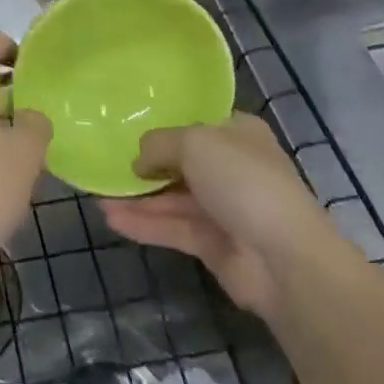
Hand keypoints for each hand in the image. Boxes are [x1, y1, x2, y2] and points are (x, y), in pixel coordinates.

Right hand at [98, 112, 329, 319]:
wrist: (285, 259)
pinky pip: (172, 228)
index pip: (197, 124)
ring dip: (138, 198)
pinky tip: (111, 218)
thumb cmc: (243, 181)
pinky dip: (144, 224)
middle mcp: (232, 167)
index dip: (166, 126)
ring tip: (98, 194)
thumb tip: (139, 161)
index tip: (129, 128)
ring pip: (173, 198)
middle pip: (182, 162)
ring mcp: (223, 208)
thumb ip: (158, 144)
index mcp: (238, 134)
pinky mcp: (213, 245)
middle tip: (107, 164)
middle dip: (146, 165)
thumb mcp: (194, 143)